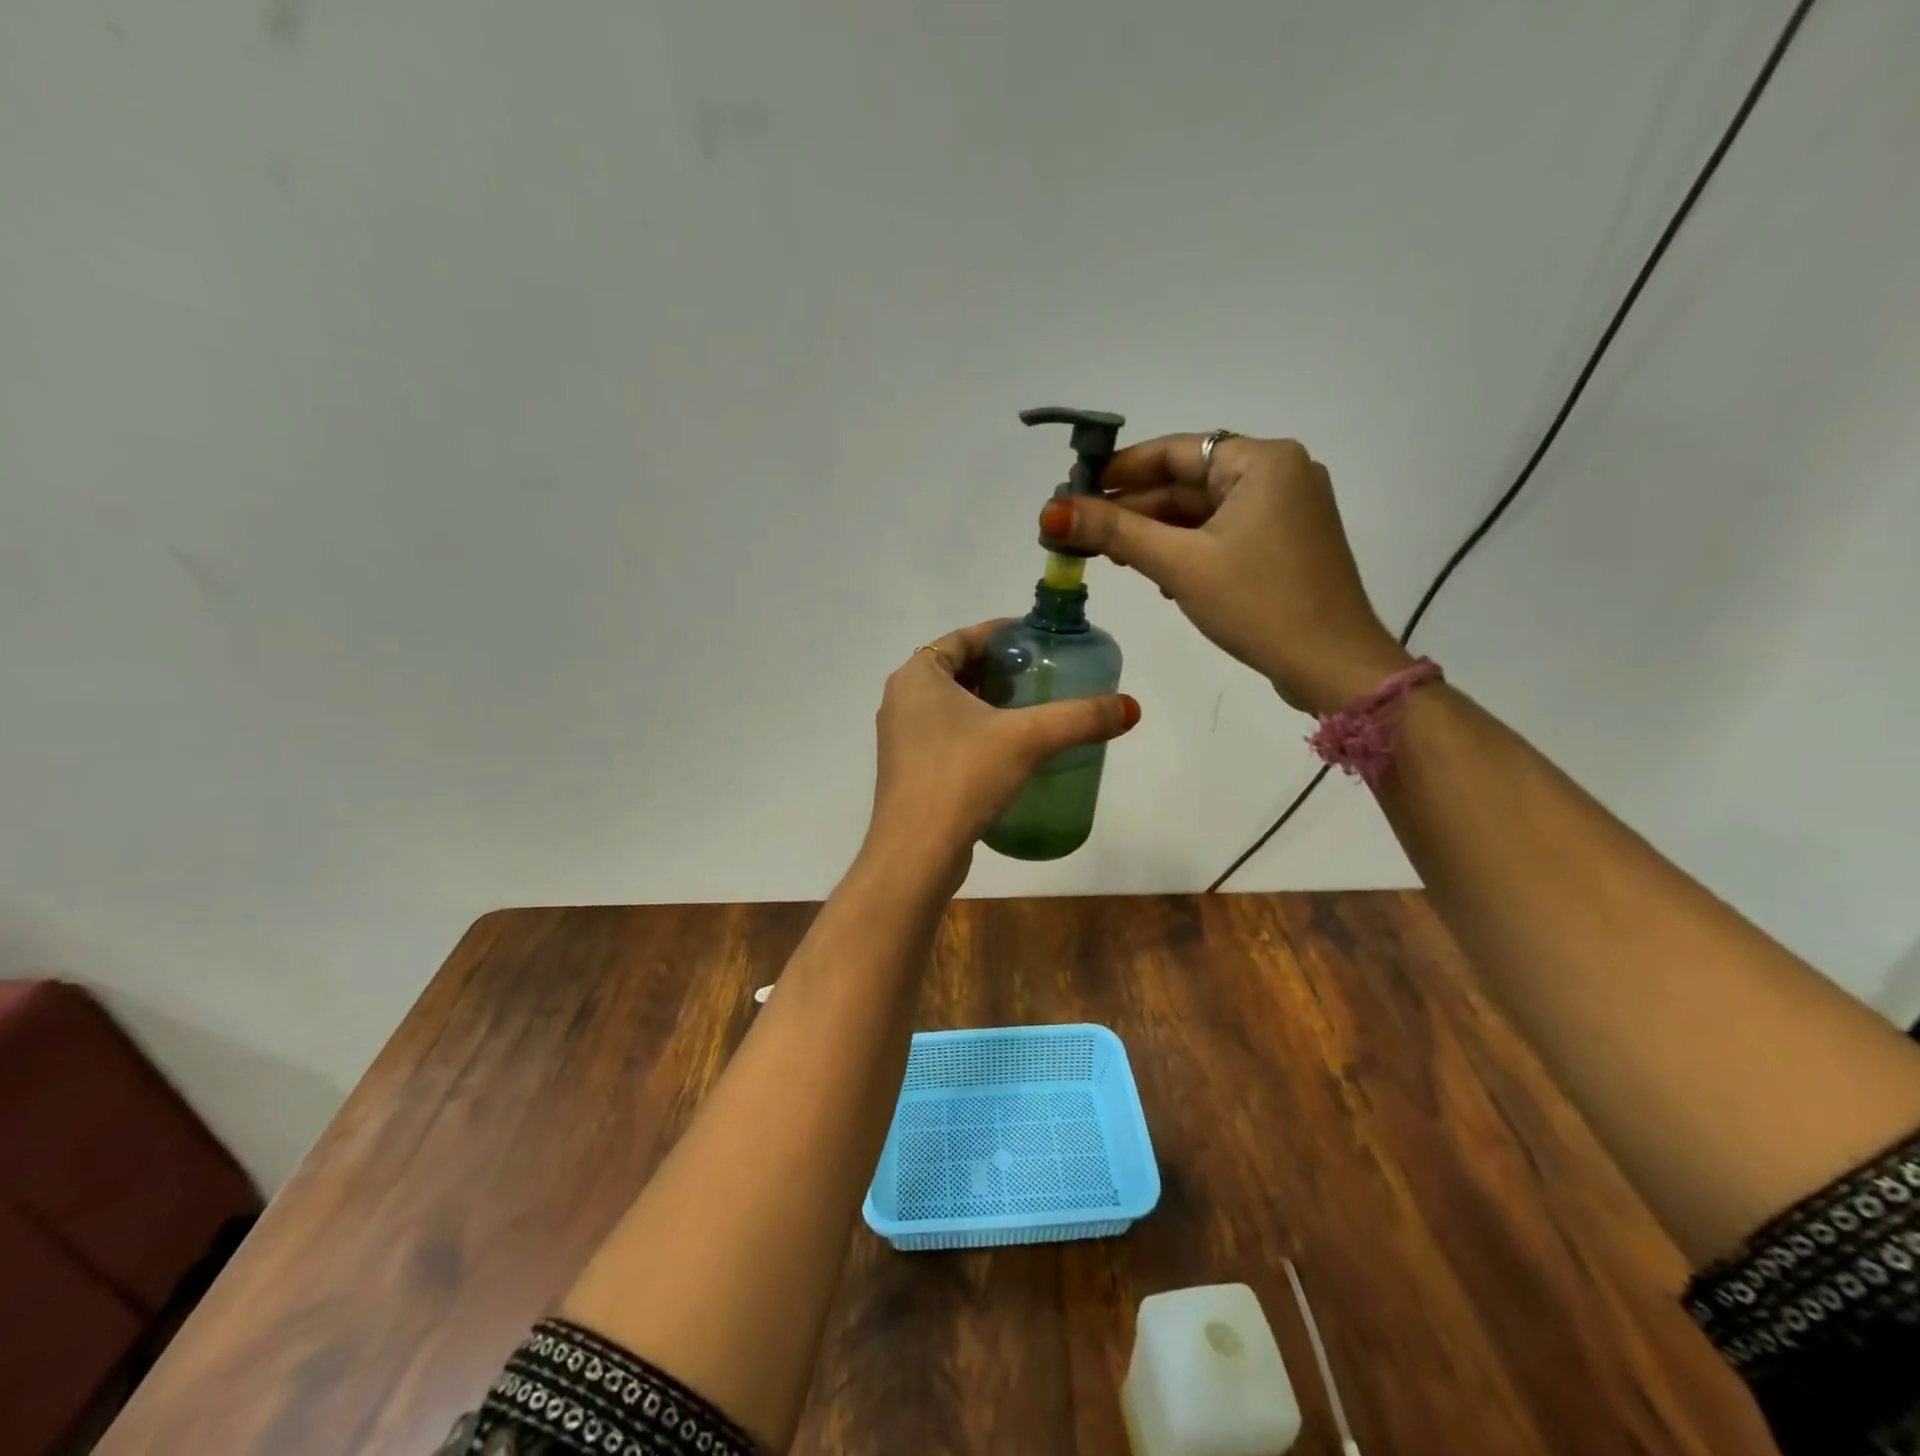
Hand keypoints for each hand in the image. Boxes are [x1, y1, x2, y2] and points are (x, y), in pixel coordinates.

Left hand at [864, 620, 1139, 881]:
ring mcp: (901, 737)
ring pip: (951, 705)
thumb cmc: (963, 777)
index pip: (965, 638)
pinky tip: (1008, 748)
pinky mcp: (908, 770)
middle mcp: (901, 699)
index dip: (1004, 635)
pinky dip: (975, 730)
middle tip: (1043, 675)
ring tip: (1033, 709)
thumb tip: (1130, 708)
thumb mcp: (1027, 739)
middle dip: (1000, 670)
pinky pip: (946, 734)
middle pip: (959, 669)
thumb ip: (1079, 718)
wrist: (916, 852)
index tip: (1040, 640)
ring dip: (988, 702)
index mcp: (917, 676)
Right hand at [1038, 434, 1411, 714]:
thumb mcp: (1180, 564)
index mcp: (1261, 461)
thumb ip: (1116, 532)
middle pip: (1187, 482)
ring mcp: (1285, 511)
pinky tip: (1155, 572)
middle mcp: (1278, 474)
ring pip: (1202, 512)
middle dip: (1133, 508)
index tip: (1074, 490)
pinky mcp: (1283, 545)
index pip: (1174, 451)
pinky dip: (1186, 548)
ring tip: (1106, 554)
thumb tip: (1051, 511)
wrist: (1332, 665)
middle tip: (1079, 531)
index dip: (1119, 470)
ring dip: (1155, 532)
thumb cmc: (1258, 604)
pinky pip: (1222, 534)